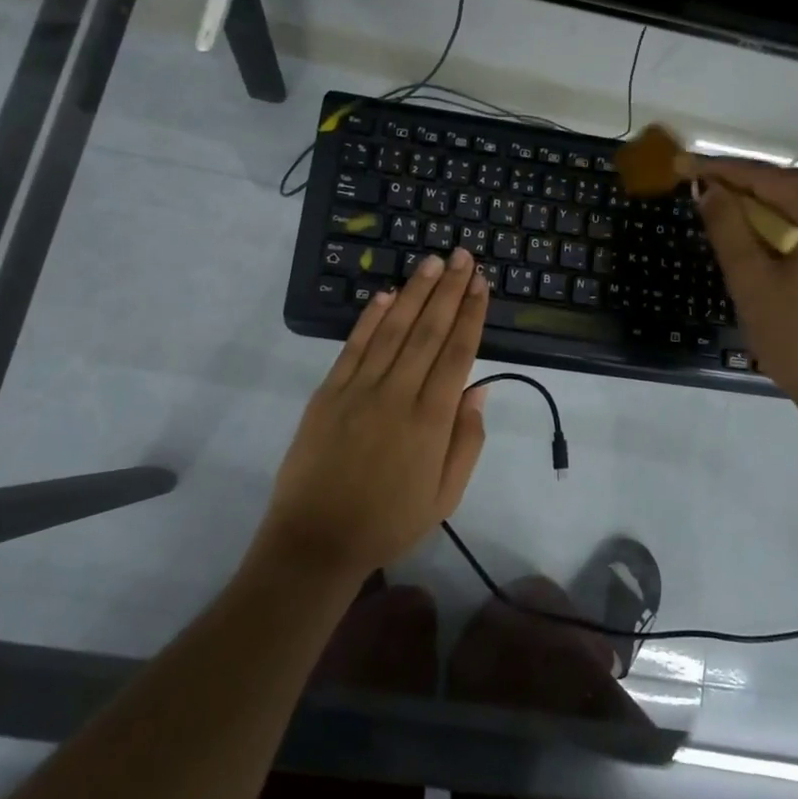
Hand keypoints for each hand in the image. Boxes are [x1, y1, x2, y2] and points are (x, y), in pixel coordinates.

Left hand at [256, 249, 490, 581]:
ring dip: (415, 293)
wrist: (316, 542)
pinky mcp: (328, 393)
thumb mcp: (445, 495)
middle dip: (449, 290)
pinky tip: (386, 294)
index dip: (471, 315)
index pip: (457, 354)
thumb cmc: (389, 522)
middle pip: (428, 331)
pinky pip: (353, 347)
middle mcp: (397, 395)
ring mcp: (359, 390)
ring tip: (433, 262)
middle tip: (463, 256)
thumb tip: (480, 390)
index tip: (481, 284)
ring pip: (393, 330)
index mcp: (431, 421)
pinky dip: (369, 318)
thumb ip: (466, 441)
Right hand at [684, 156, 797, 407]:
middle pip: (796, 192)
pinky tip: (774, 251)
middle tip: (709, 192)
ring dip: (773, 214)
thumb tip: (711, 191)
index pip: (770, 179)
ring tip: (735, 220)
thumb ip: (728, 229)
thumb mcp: (752, 282)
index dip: (727, 171)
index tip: (691, 168)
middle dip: (750, 190)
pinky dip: (797, 235)